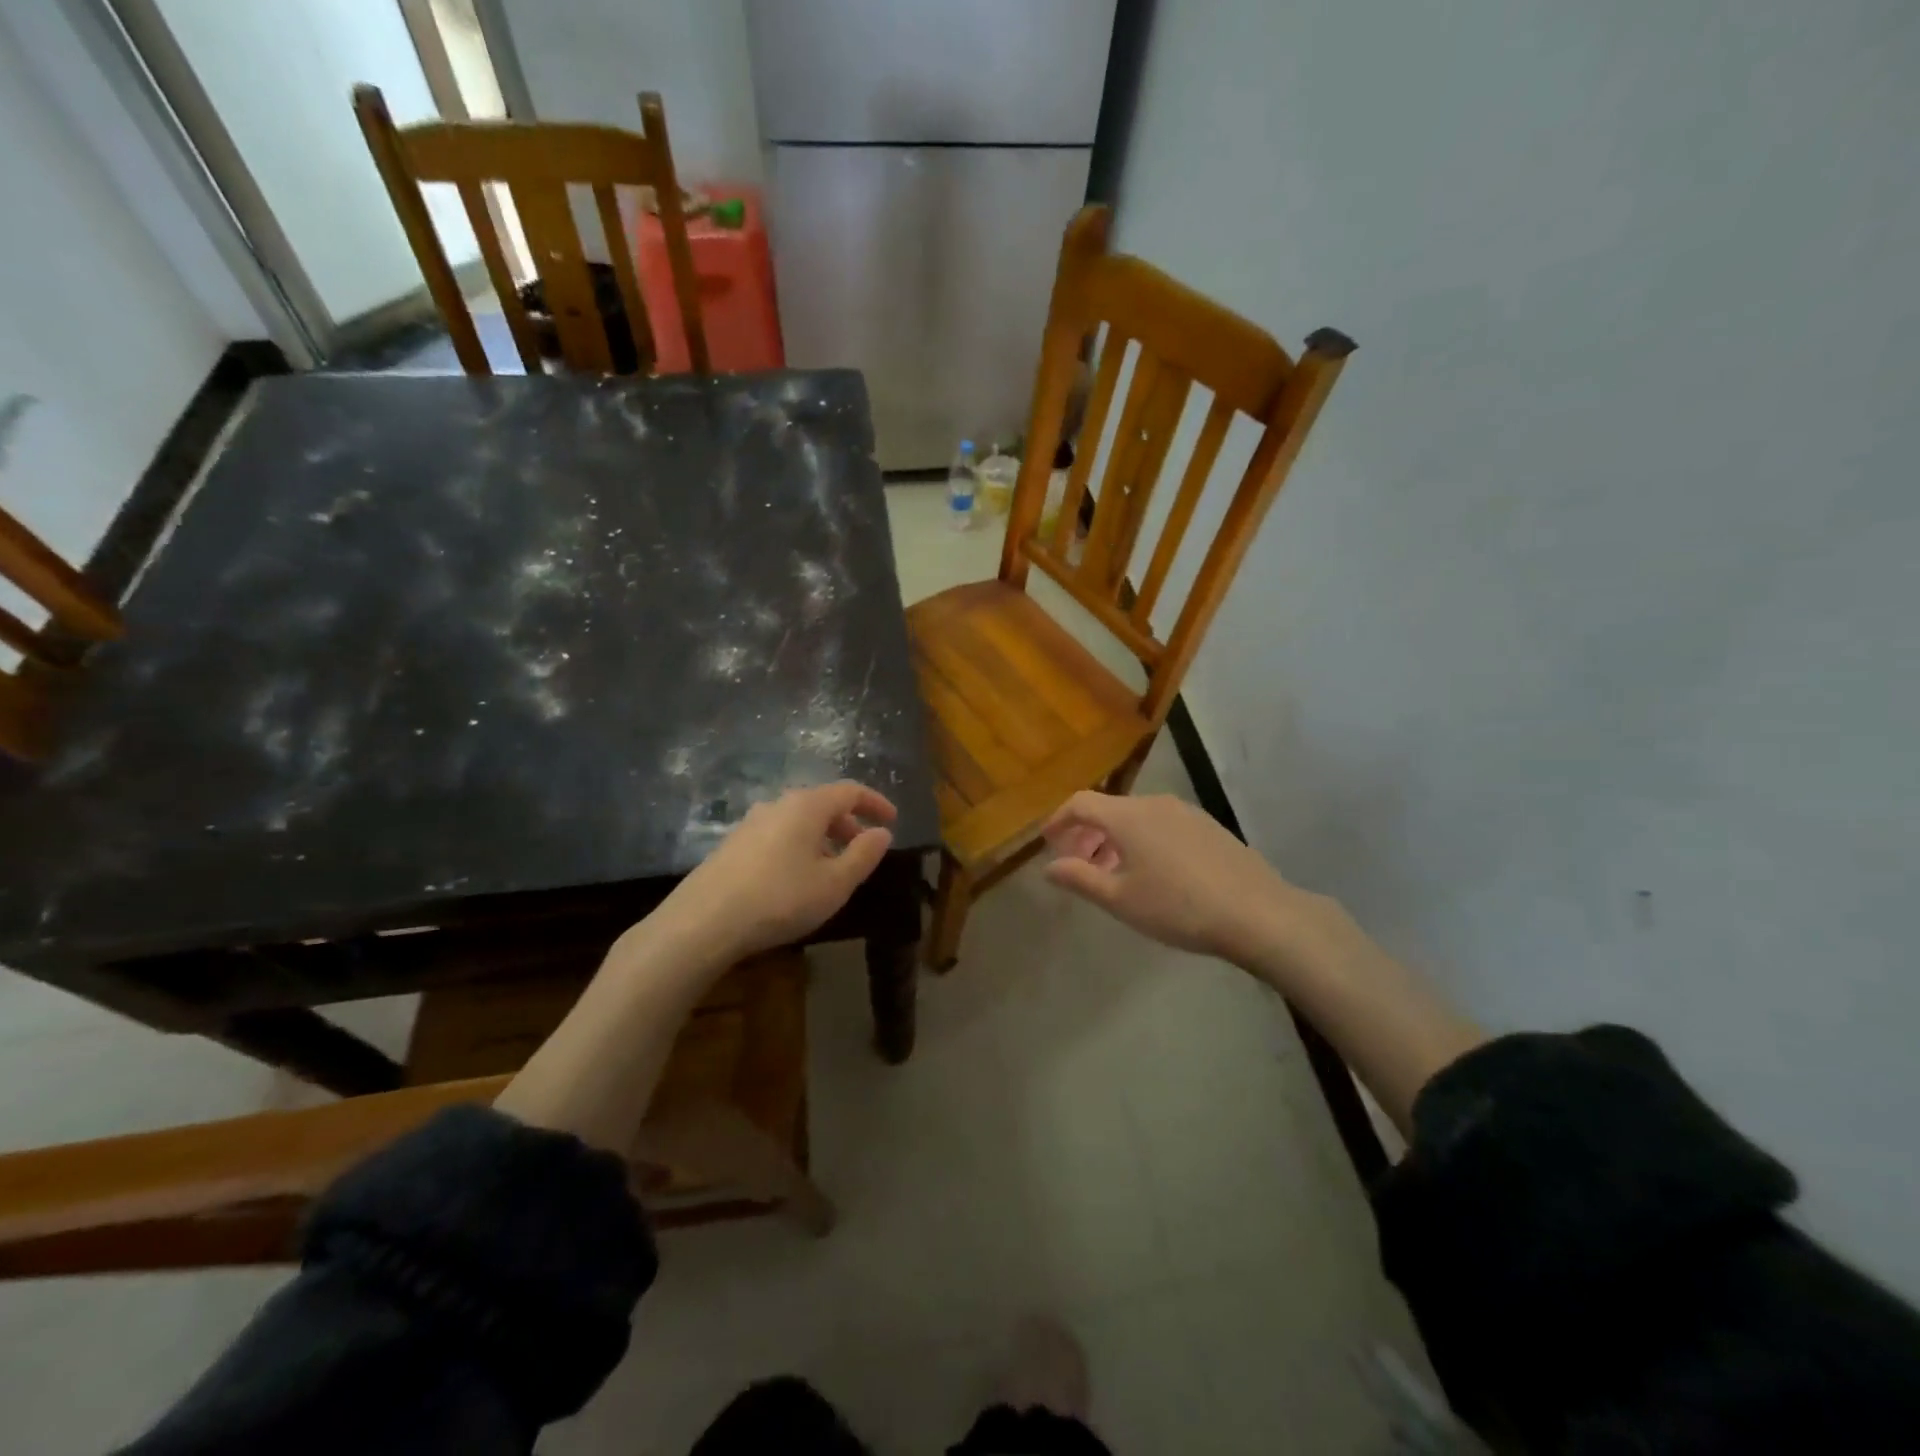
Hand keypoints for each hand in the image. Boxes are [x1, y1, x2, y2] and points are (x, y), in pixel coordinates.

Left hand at [662, 781, 896, 959]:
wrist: (703, 922)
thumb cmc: (780, 899)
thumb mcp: (834, 883)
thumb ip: (863, 855)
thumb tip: (882, 832)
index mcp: (807, 806)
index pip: (850, 791)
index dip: (875, 803)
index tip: (892, 820)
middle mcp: (778, 804)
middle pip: (822, 803)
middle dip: (848, 823)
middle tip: (863, 848)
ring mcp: (750, 823)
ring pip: (798, 820)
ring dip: (822, 837)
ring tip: (831, 868)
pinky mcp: (732, 844)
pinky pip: (777, 835)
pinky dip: (798, 846)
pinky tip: (796, 878)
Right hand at [1042, 792, 1324, 966]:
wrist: (1257, 913)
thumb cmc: (1178, 907)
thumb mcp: (1120, 899)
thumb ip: (1079, 878)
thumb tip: (1049, 866)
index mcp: (1128, 816)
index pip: (1080, 803)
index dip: (1058, 819)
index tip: (1047, 841)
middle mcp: (1155, 803)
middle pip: (1109, 809)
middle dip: (1087, 833)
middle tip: (1079, 864)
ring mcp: (1186, 812)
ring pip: (1137, 817)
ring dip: (1116, 839)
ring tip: (1114, 873)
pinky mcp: (1209, 826)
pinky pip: (1162, 824)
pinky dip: (1143, 840)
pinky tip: (1153, 873)